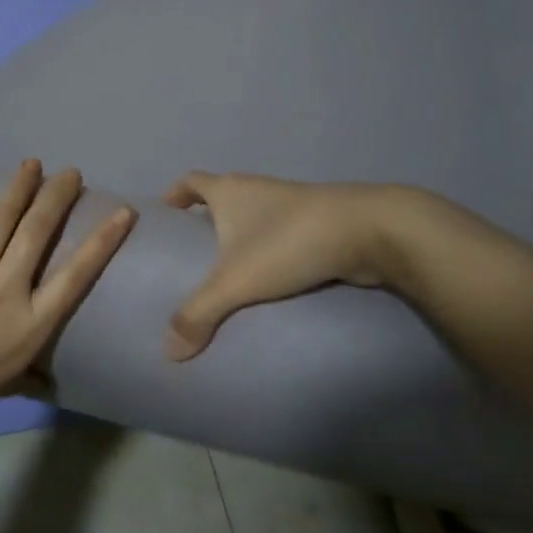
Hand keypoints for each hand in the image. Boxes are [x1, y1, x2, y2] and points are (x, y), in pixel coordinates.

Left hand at [0, 156, 135, 469]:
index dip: (103, 240)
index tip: (122, 212)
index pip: (77, 275)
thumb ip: (24, 375)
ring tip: (33, 163)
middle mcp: (5, 294)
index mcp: (29, 329)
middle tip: (70, 174)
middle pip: (39, 232)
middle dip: (58, 197)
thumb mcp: (0, 392)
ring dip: (19, 186)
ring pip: (0, 219)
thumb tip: (45, 379)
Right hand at [162, 172, 400, 360]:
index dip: (173, 195)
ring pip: (252, 217)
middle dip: (205, 222)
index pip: (190, 181)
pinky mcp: (316, 222)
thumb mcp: (236, 281)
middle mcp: (255, 188)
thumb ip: (200, 313)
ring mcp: (289, 203)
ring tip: (227, 276)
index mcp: (229, 190)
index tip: (164, 218)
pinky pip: (279, 234)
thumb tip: (168, 351)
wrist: (369, 231)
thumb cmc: (289, 242)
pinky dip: (269, 251)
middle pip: (220, 198)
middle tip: (191, 257)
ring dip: (240, 238)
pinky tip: (269, 281)